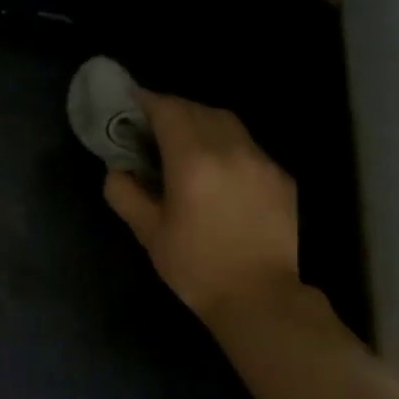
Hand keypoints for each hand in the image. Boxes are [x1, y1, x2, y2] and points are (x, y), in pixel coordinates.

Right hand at [102, 90, 300, 322]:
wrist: (258, 296)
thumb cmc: (195, 267)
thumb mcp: (148, 233)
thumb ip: (126, 194)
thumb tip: (117, 170)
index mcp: (194, 162)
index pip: (169, 111)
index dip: (147, 101)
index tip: (129, 101)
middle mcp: (232, 150)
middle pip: (199, 109)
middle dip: (172, 109)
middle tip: (149, 124)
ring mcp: (262, 161)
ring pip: (228, 123)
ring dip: (200, 122)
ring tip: (181, 141)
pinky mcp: (280, 177)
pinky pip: (247, 146)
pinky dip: (224, 143)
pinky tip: (214, 169)